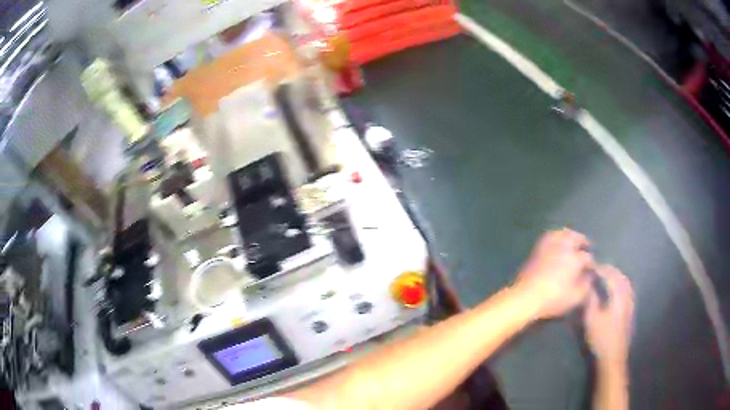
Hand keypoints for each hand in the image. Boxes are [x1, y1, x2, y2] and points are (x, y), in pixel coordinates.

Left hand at [514, 229, 594, 319]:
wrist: (525, 297)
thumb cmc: (553, 299)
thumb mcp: (575, 297)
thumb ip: (586, 285)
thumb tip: (590, 276)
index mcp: (575, 258)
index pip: (588, 258)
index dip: (591, 264)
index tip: (592, 269)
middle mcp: (564, 247)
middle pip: (577, 238)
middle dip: (584, 243)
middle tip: (588, 248)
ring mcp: (550, 245)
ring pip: (564, 233)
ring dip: (571, 236)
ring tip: (575, 242)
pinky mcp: (538, 248)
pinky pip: (550, 235)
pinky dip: (558, 236)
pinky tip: (559, 242)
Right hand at [584, 265, 633, 364]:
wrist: (613, 357)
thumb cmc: (601, 338)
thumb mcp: (591, 319)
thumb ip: (591, 300)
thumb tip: (588, 286)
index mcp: (618, 296)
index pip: (610, 275)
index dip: (600, 269)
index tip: (590, 267)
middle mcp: (627, 296)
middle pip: (620, 276)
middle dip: (609, 270)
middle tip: (598, 269)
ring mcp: (630, 303)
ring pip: (625, 283)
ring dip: (616, 276)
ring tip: (606, 276)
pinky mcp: (630, 311)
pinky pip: (627, 290)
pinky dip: (621, 284)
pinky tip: (615, 290)